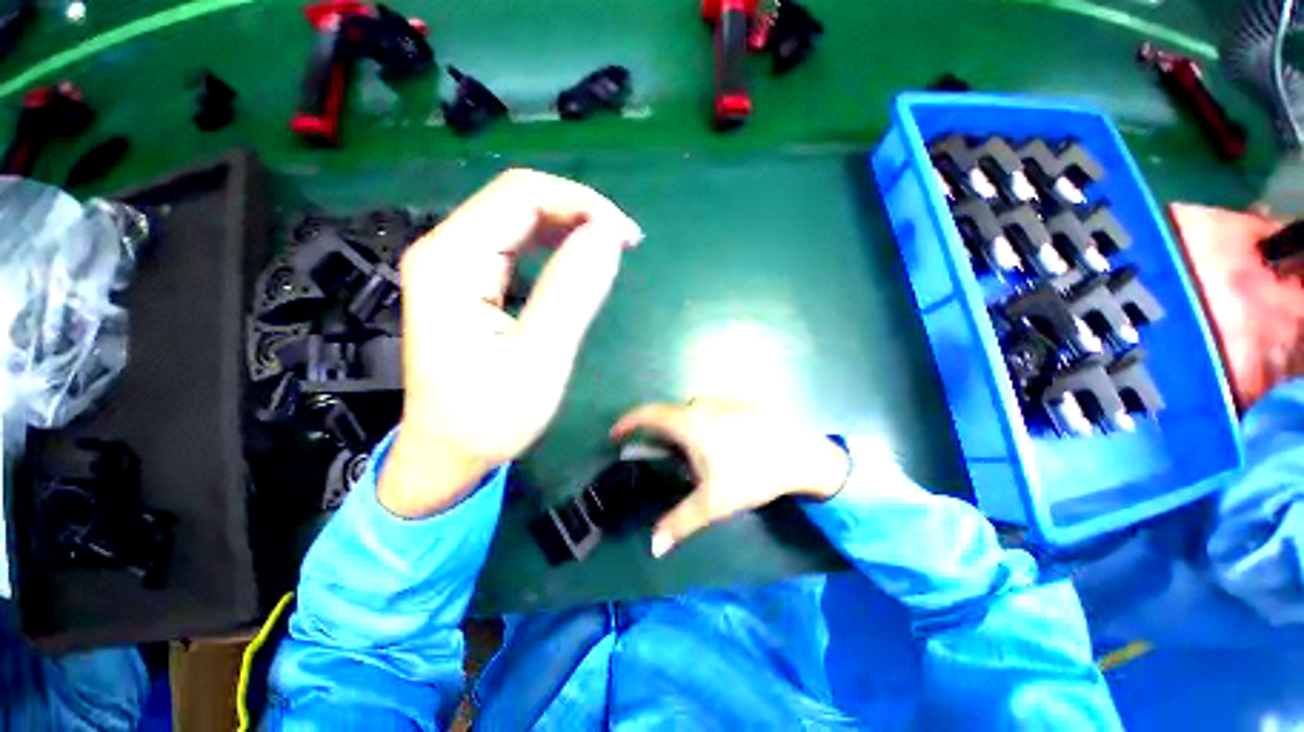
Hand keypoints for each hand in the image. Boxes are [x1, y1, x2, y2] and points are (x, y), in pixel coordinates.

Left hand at [380, 169, 642, 517]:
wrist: (446, 454)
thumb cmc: (488, 419)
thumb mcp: (538, 360)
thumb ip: (571, 293)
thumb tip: (607, 235)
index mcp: (451, 261)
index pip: (522, 195)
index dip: (582, 204)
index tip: (626, 238)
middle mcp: (446, 250)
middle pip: (518, 200)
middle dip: (579, 212)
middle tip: (626, 245)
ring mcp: (454, 265)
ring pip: (519, 219)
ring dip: (571, 226)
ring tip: (612, 250)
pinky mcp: (468, 281)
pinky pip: (516, 244)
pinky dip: (556, 245)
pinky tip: (580, 261)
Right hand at [611, 399, 849, 556]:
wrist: (802, 454)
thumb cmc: (753, 474)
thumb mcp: (713, 502)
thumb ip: (679, 523)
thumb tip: (653, 547)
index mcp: (689, 422)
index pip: (647, 414)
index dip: (627, 422)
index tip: (616, 435)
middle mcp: (701, 404)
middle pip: (669, 417)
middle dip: (661, 437)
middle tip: (667, 462)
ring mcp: (721, 400)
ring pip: (690, 415)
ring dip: (684, 433)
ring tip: (700, 460)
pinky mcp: (737, 402)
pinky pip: (708, 411)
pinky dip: (702, 427)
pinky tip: (724, 447)